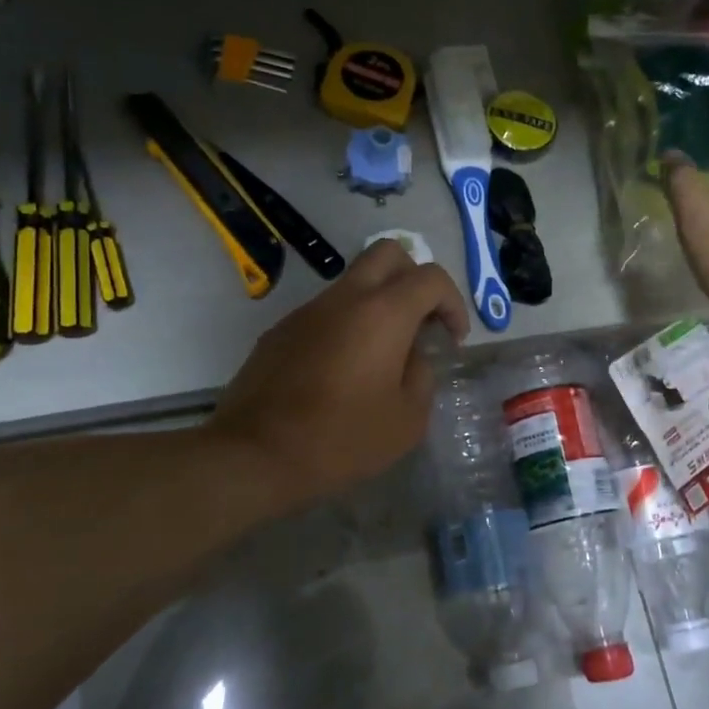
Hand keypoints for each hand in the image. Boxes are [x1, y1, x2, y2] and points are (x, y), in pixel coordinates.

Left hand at [208, 241, 470, 514]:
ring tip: (383, 355)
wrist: (255, 454)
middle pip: (388, 253)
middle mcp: (344, 298)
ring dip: (378, 304)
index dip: (453, 303)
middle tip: (420, 323)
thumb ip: (422, 377)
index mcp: (383, 313)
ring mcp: (307, 311)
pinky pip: (325, 312)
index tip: (452, 340)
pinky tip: (342, 372)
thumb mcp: (407, 420)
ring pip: (353, 282)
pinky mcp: (281, 330)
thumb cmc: (341, 439)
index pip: (431, 278)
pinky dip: (346, 325)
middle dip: (414, 279)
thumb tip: (412, 357)